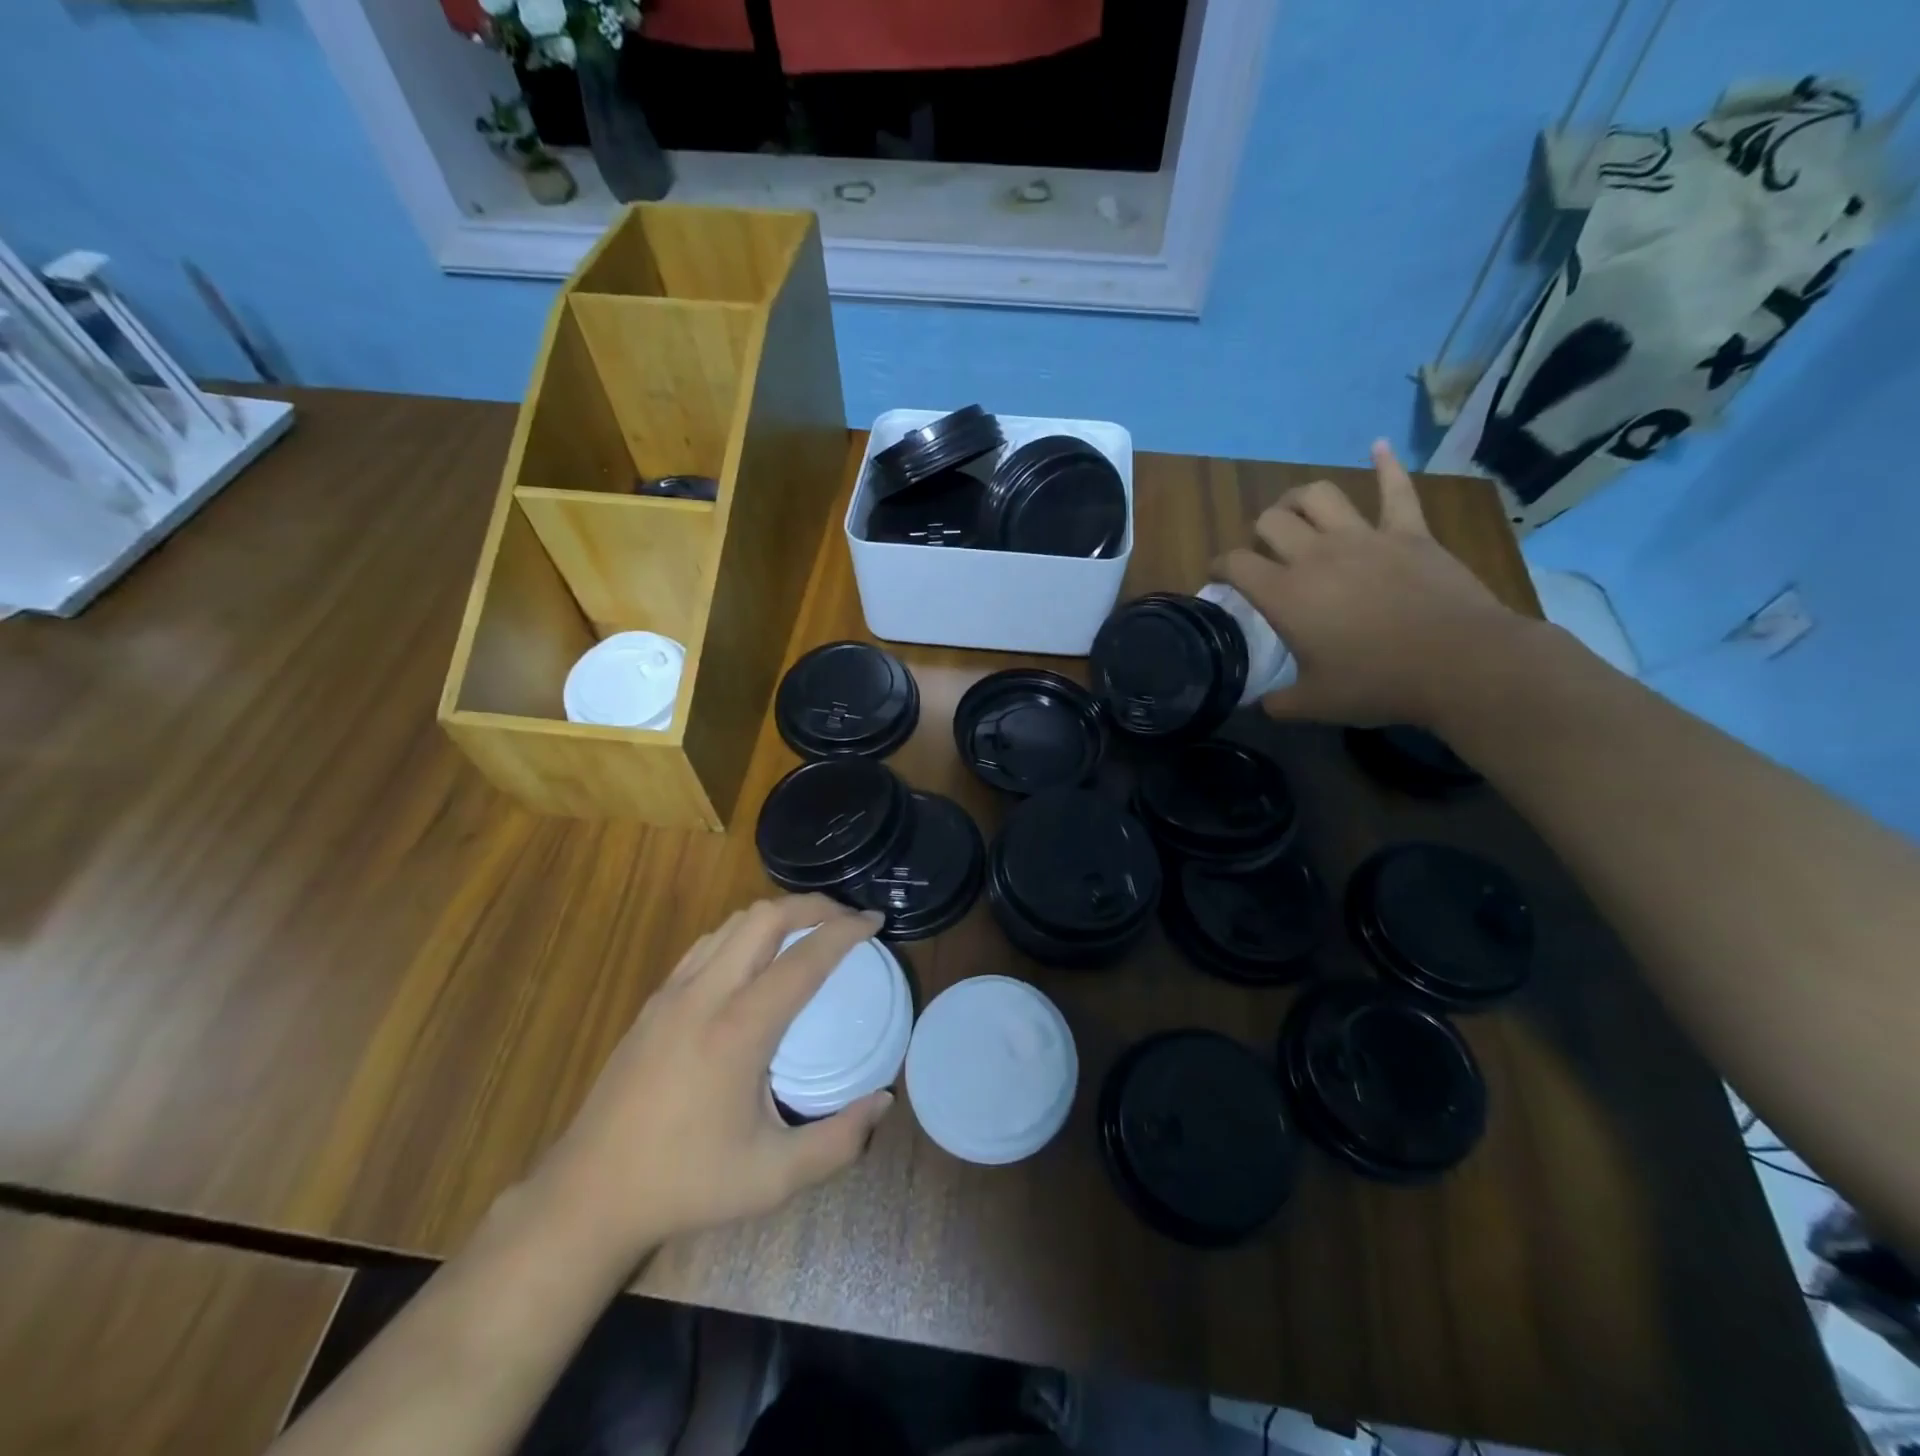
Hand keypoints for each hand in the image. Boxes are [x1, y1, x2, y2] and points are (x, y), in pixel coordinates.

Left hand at [534, 896, 893, 1267]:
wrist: (588, 1195)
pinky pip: (708, 943)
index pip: (804, 959)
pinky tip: (756, 959)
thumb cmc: (686, 1183)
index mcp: (739, 1030)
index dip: (845, 931)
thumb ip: (839, 1142)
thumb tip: (884, 1101)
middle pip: (765, 918)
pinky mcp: (654, 1001)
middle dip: (813, 906)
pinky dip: (744, 933)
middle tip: (847, 919)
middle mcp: (705, 995)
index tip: (875, 921)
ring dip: (778, 915)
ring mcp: (673, 993)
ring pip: (733, 924)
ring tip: (809, 932)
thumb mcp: (773, 1178)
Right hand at [1218, 440, 1531, 728]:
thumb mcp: (1314, 705)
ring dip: (1300, 498)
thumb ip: (1276, 703)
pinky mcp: (1410, 532)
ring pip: (1319, 495)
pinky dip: (1386, 465)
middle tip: (1264, 550)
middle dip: (1259, 532)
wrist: (1460, 663)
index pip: (1236, 564)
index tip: (1219, 576)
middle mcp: (1316, 555)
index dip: (1220, 567)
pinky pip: (1396, 489)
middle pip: (1270, 521)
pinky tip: (1377, 447)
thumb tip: (1256, 705)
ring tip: (1298, 511)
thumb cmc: (1378, 683)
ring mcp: (1365, 537)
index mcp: (1285, 594)